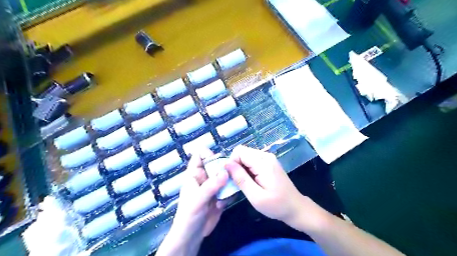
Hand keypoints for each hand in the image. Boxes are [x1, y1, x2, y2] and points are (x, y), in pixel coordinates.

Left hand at [157, 148, 228, 255]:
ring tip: (230, 190)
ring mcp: (213, 187)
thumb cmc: (189, 215)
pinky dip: (230, 193)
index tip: (219, 159)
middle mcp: (205, 178)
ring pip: (225, 176)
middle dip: (224, 168)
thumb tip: (225, 172)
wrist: (192, 236)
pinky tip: (225, 203)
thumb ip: (211, 186)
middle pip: (216, 164)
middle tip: (232, 174)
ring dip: (229, 182)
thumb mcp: (198, 199)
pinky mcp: (220, 196)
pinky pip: (229, 189)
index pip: (199, 156)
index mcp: (195, 175)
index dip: (208, 153)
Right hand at [224, 146, 314, 229]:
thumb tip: (226, 164)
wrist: (295, 207)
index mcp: (263, 162)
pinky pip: (252, 160)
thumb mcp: (256, 196)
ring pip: (246, 156)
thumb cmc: (276, 205)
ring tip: (245, 183)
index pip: (239, 151)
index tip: (232, 178)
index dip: (232, 163)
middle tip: (239, 182)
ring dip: (241, 168)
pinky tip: (252, 181)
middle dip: (236, 165)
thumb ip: (241, 179)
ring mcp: (268, 158)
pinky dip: (247, 169)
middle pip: (242, 152)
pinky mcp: (268, 162)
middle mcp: (266, 156)